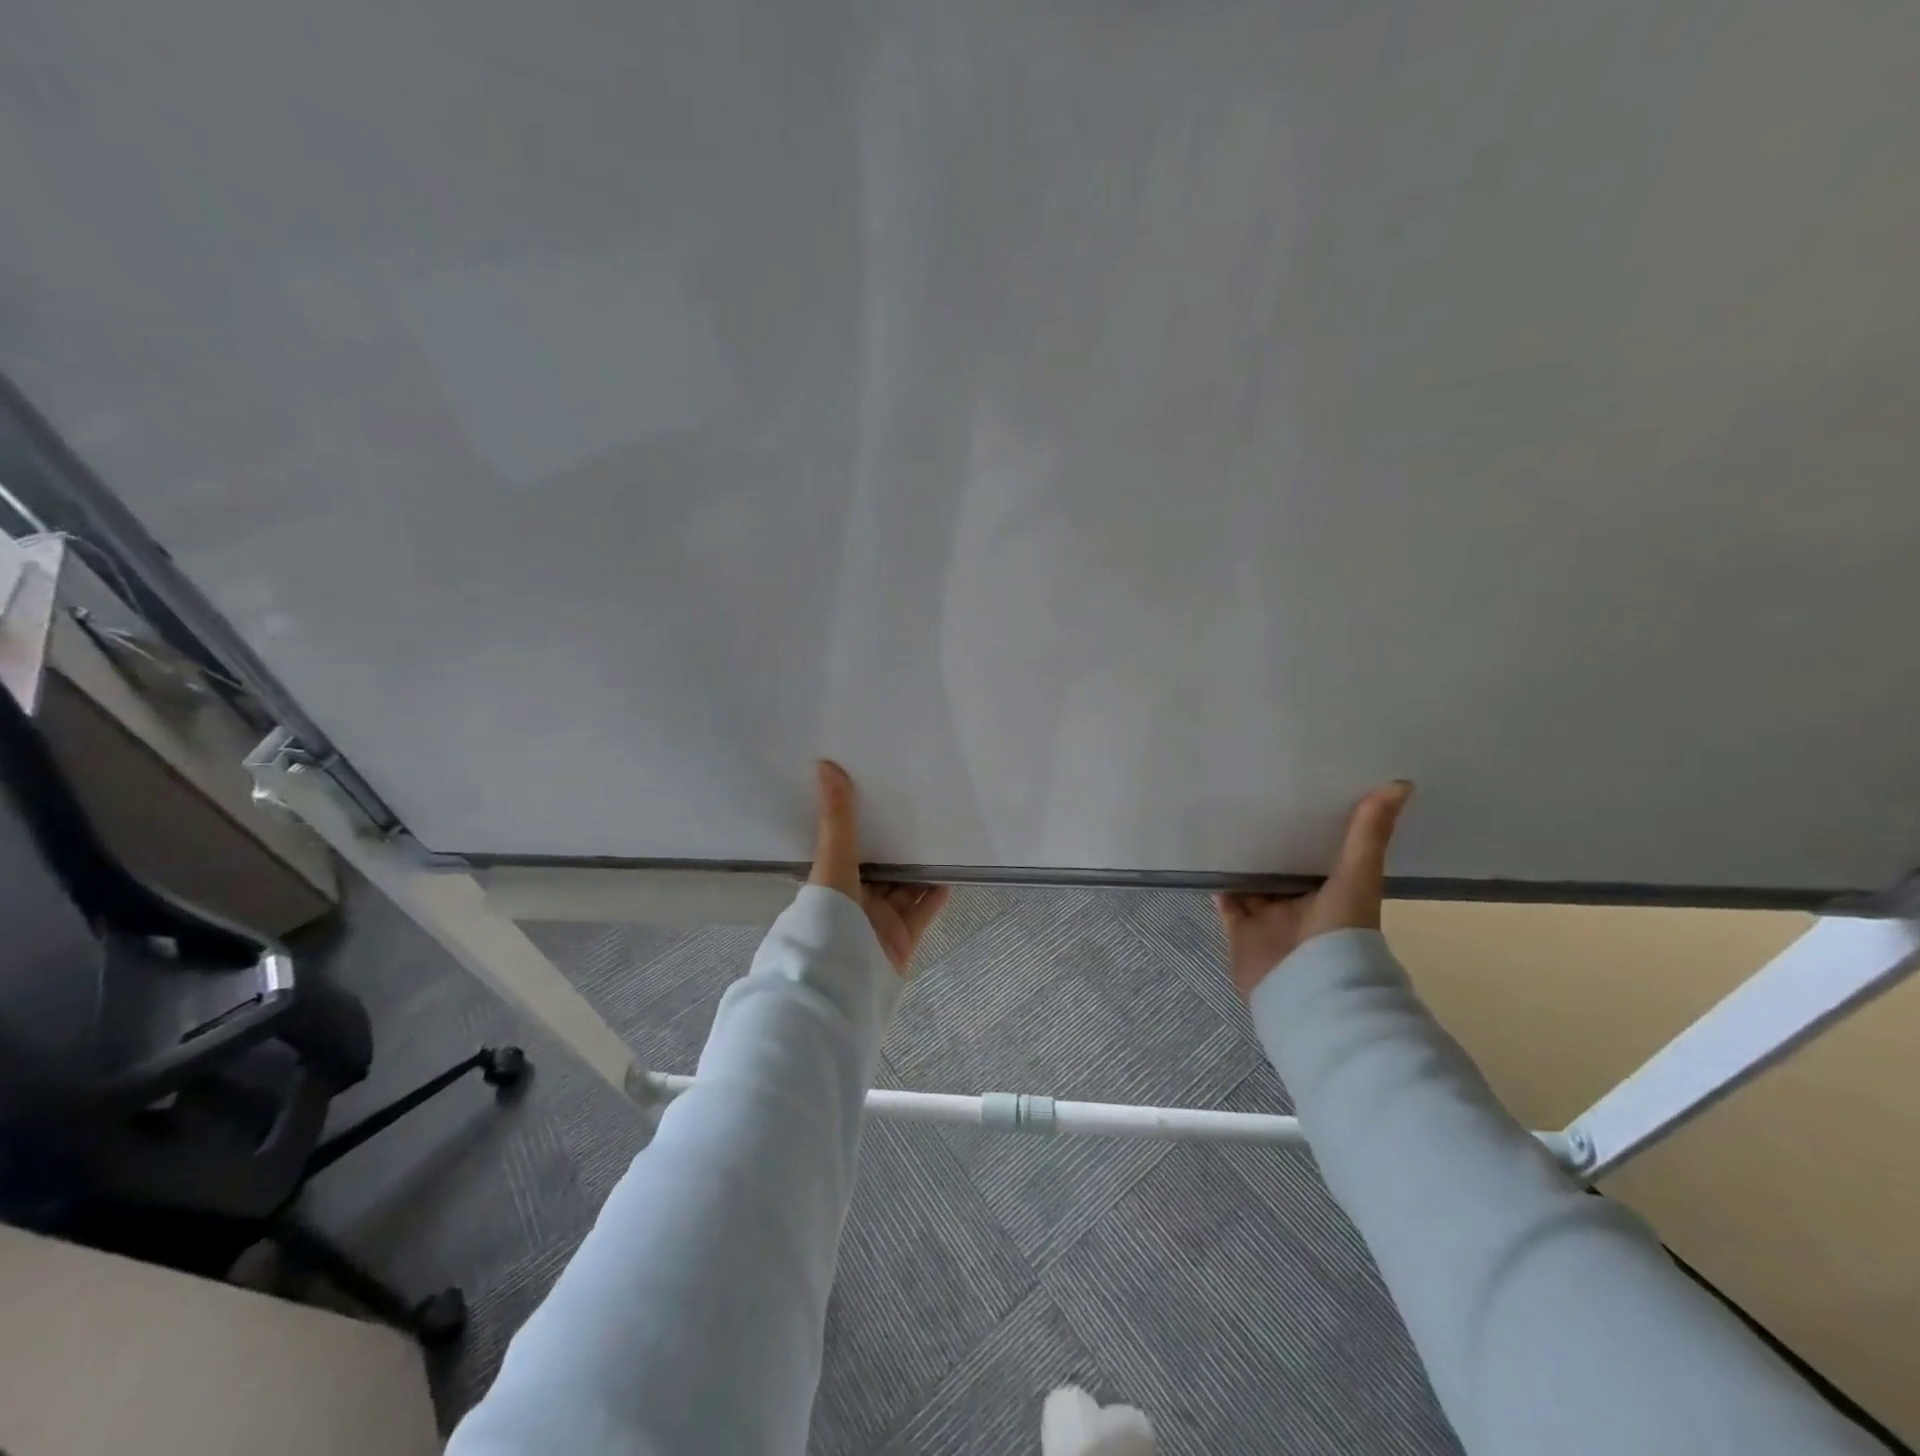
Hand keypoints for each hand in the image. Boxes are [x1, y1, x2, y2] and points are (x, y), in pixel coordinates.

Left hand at [808, 760, 950, 976]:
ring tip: (940, 837)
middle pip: (879, 869)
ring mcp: (877, 923)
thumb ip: (836, 819)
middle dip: (895, 846)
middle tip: (918, 813)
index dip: (861, 826)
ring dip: (919, 868)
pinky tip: (951, 873)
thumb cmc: (828, 918)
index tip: (879, 797)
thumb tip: (825, 765)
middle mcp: (854, 902)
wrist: (840, 984)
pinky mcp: (900, 940)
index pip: (847, 849)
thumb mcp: (832, 862)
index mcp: (831, 883)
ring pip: (903, 888)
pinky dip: (935, 894)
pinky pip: (921, 912)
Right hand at [1213, 781, 1412, 1001]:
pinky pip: (1227, 905)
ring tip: (1222, 825)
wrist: (1309, 988)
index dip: (1307, 829)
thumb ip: (1369, 834)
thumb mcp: (1357, 876)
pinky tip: (1207, 860)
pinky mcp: (1241, 933)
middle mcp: (1300, 906)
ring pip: (1251, 885)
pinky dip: (1218, 886)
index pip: (1316, 855)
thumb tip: (1401, 784)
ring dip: (1241, 862)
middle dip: (1268, 844)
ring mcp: (1269, 921)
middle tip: (1249, 804)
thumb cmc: (1340, 932)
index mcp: (1331, 894)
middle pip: (1280, 870)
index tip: (1295, 795)